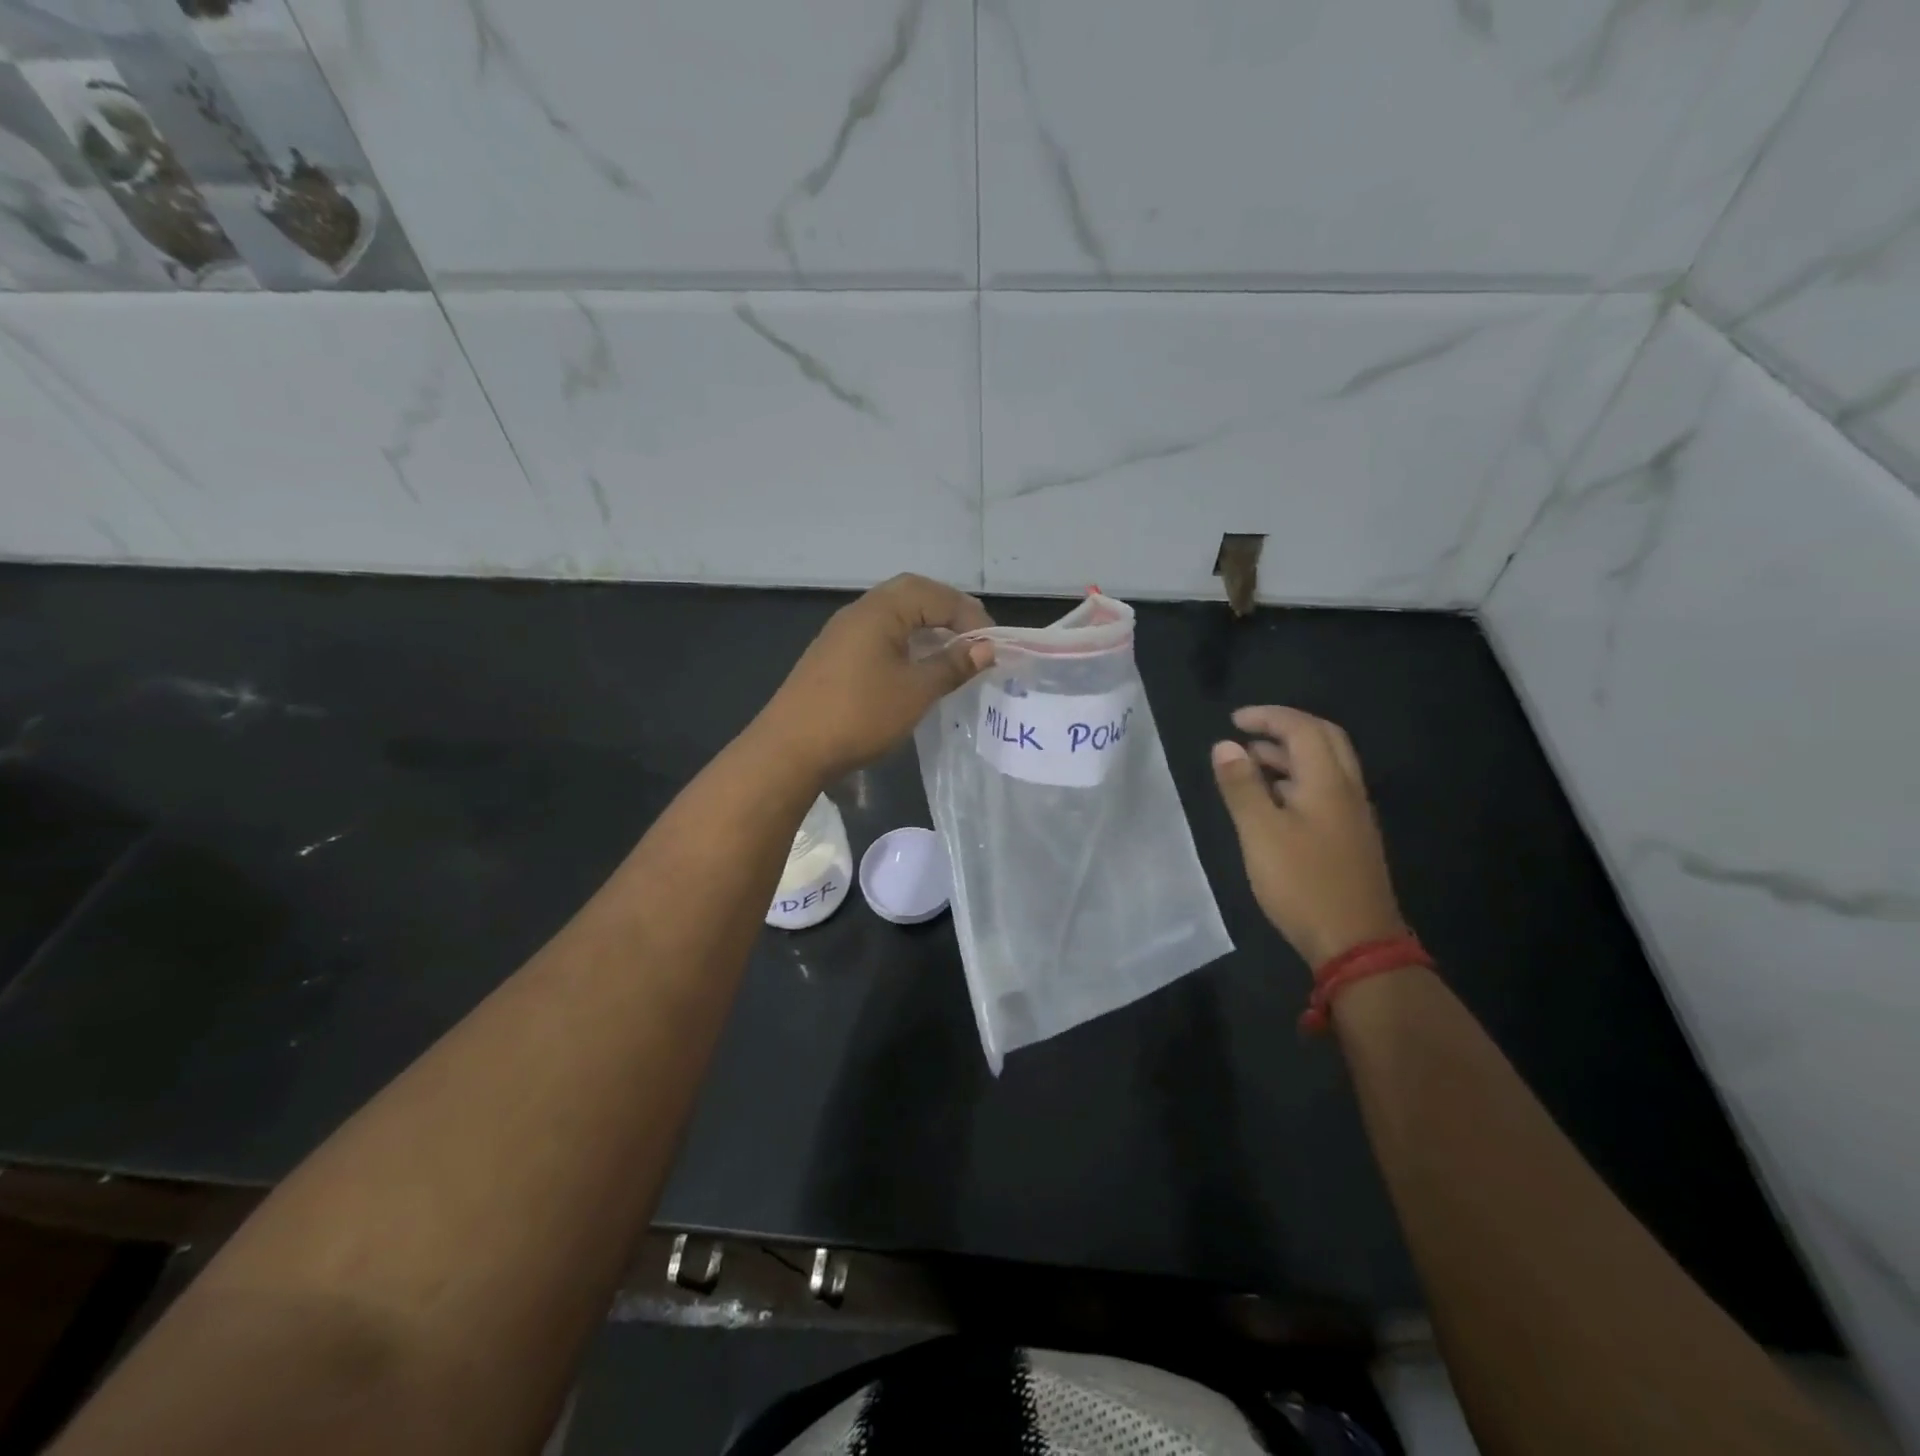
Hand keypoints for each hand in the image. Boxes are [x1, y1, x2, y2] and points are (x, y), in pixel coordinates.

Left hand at [758, 574, 993, 784]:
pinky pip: (879, 635)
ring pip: (894, 615)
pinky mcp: (833, 656)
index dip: (969, 617)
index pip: (935, 595)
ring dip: (926, 627)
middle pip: (912, 595)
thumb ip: (952, 666)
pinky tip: (915, 668)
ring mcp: (842, 633)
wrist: (791, 748)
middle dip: (948, 612)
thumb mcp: (916, 692)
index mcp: (881, 610)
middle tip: (975, 638)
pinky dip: (905, 642)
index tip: (992, 646)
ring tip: (952, 653)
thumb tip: (985, 649)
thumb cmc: (860, 715)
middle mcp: (859, 611)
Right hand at [1211, 706, 1406, 968]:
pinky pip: (1327, 789)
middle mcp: (1348, 790)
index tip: (1234, 720)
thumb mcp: (1260, 832)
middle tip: (1248, 732)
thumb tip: (1225, 745)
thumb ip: (1241, 786)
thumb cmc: (1302, 883)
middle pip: (1324, 739)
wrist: (1356, 943)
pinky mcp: (1351, 837)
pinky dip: (1298, 778)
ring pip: (1326, 765)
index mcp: (1328, 782)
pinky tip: (1275, 801)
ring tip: (1251, 763)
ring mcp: (1353, 815)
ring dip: (1291, 754)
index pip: (1302, 728)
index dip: (1268, 717)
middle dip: (1285, 728)